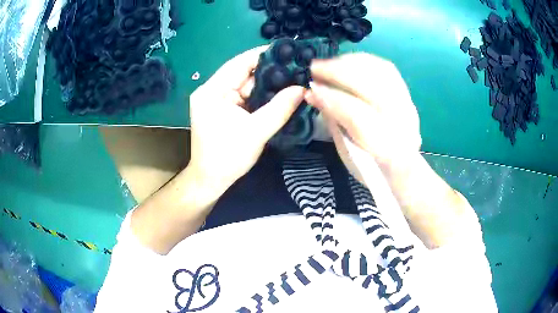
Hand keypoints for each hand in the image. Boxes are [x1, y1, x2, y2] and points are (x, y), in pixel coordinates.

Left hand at [188, 46, 304, 202]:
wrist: (210, 180)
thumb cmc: (228, 158)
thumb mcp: (257, 132)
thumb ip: (280, 108)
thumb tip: (302, 88)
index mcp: (212, 91)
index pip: (239, 63)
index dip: (263, 56)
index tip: (287, 52)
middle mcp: (210, 90)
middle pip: (242, 73)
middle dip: (268, 71)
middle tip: (294, 67)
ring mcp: (214, 99)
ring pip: (244, 84)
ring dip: (265, 84)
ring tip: (290, 78)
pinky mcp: (220, 108)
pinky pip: (242, 95)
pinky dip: (258, 95)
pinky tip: (277, 93)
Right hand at [304, 53, 421, 176]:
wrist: (404, 167)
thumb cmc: (372, 166)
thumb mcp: (349, 153)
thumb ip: (334, 121)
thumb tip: (314, 94)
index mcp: (387, 147)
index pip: (358, 115)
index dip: (332, 98)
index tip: (310, 88)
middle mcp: (403, 122)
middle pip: (373, 87)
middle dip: (340, 72)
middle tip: (315, 67)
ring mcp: (408, 105)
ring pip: (382, 72)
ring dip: (351, 62)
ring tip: (329, 63)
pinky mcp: (407, 94)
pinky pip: (387, 69)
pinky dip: (365, 61)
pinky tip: (347, 62)